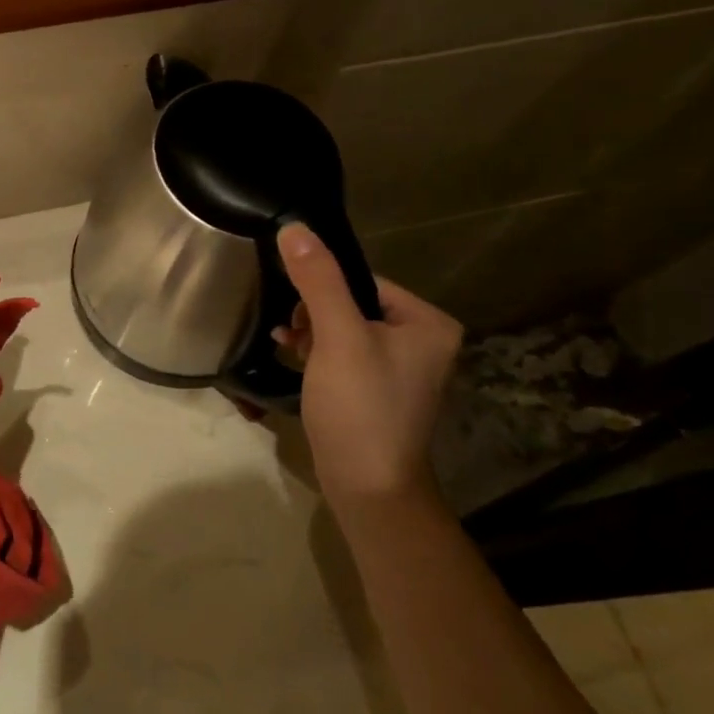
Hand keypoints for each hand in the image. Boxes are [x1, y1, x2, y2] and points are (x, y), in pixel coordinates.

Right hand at [273, 223, 462, 512]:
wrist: (367, 486)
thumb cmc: (359, 407)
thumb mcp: (337, 337)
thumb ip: (317, 281)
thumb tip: (293, 227)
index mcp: (427, 322)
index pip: (364, 281)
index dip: (322, 290)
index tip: (294, 312)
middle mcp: (422, 341)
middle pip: (353, 304)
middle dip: (314, 314)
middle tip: (289, 334)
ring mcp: (401, 369)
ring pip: (344, 330)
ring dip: (311, 333)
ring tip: (286, 346)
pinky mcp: (377, 391)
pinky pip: (344, 355)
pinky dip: (318, 354)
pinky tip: (293, 359)